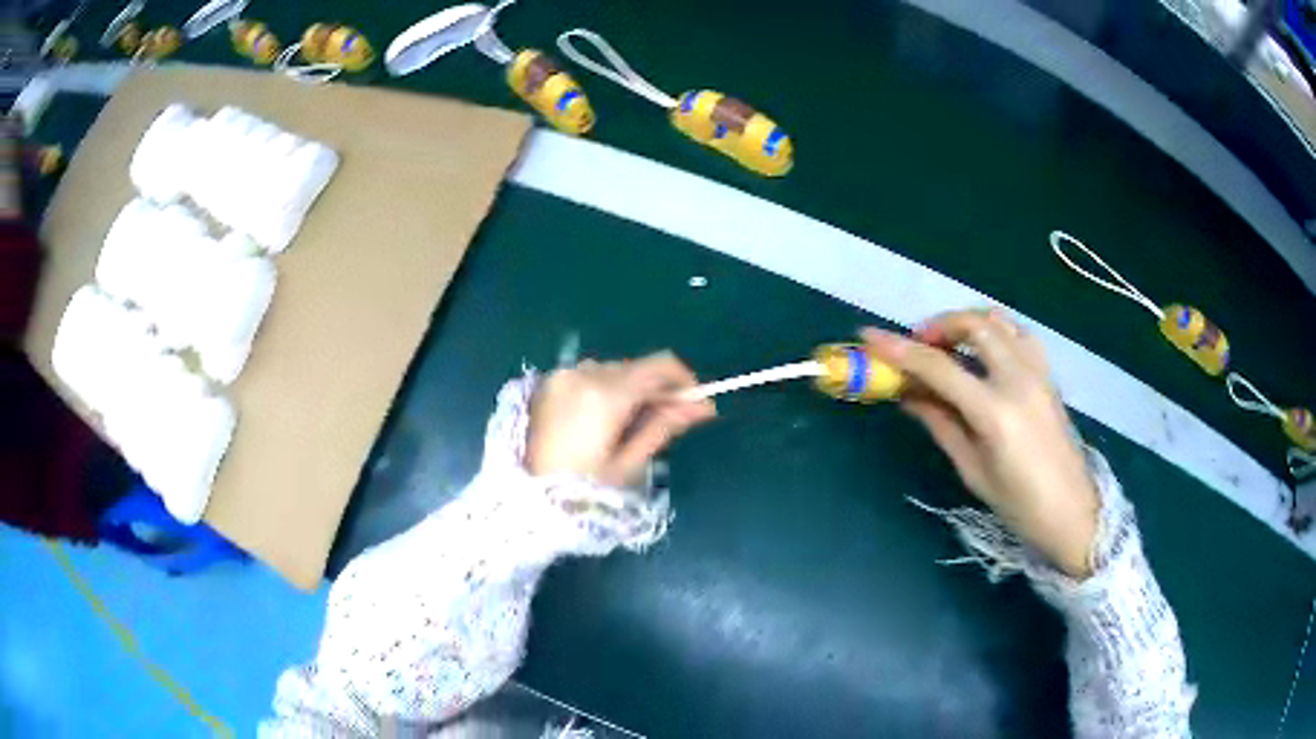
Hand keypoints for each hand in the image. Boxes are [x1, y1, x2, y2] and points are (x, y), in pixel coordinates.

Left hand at [526, 352, 716, 487]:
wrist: (526, 500)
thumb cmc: (582, 489)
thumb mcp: (629, 463)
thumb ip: (664, 425)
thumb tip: (703, 406)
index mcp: (606, 392)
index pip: (660, 365)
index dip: (684, 381)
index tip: (695, 405)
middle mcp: (584, 372)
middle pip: (637, 368)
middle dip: (656, 389)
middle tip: (666, 422)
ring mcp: (562, 375)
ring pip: (613, 370)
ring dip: (630, 389)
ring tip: (629, 426)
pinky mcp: (548, 383)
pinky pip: (589, 376)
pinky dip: (604, 390)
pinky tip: (602, 421)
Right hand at [862, 310, 1099, 578]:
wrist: (1073, 511)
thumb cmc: (1019, 504)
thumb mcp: (972, 470)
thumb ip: (940, 423)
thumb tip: (908, 393)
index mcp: (995, 413)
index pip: (939, 367)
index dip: (900, 350)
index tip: (869, 336)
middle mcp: (1019, 380)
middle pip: (974, 325)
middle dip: (938, 325)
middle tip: (916, 344)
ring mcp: (1038, 372)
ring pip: (999, 321)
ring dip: (967, 322)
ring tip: (948, 344)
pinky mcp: (1048, 374)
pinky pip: (1019, 334)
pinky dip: (994, 331)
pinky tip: (984, 353)